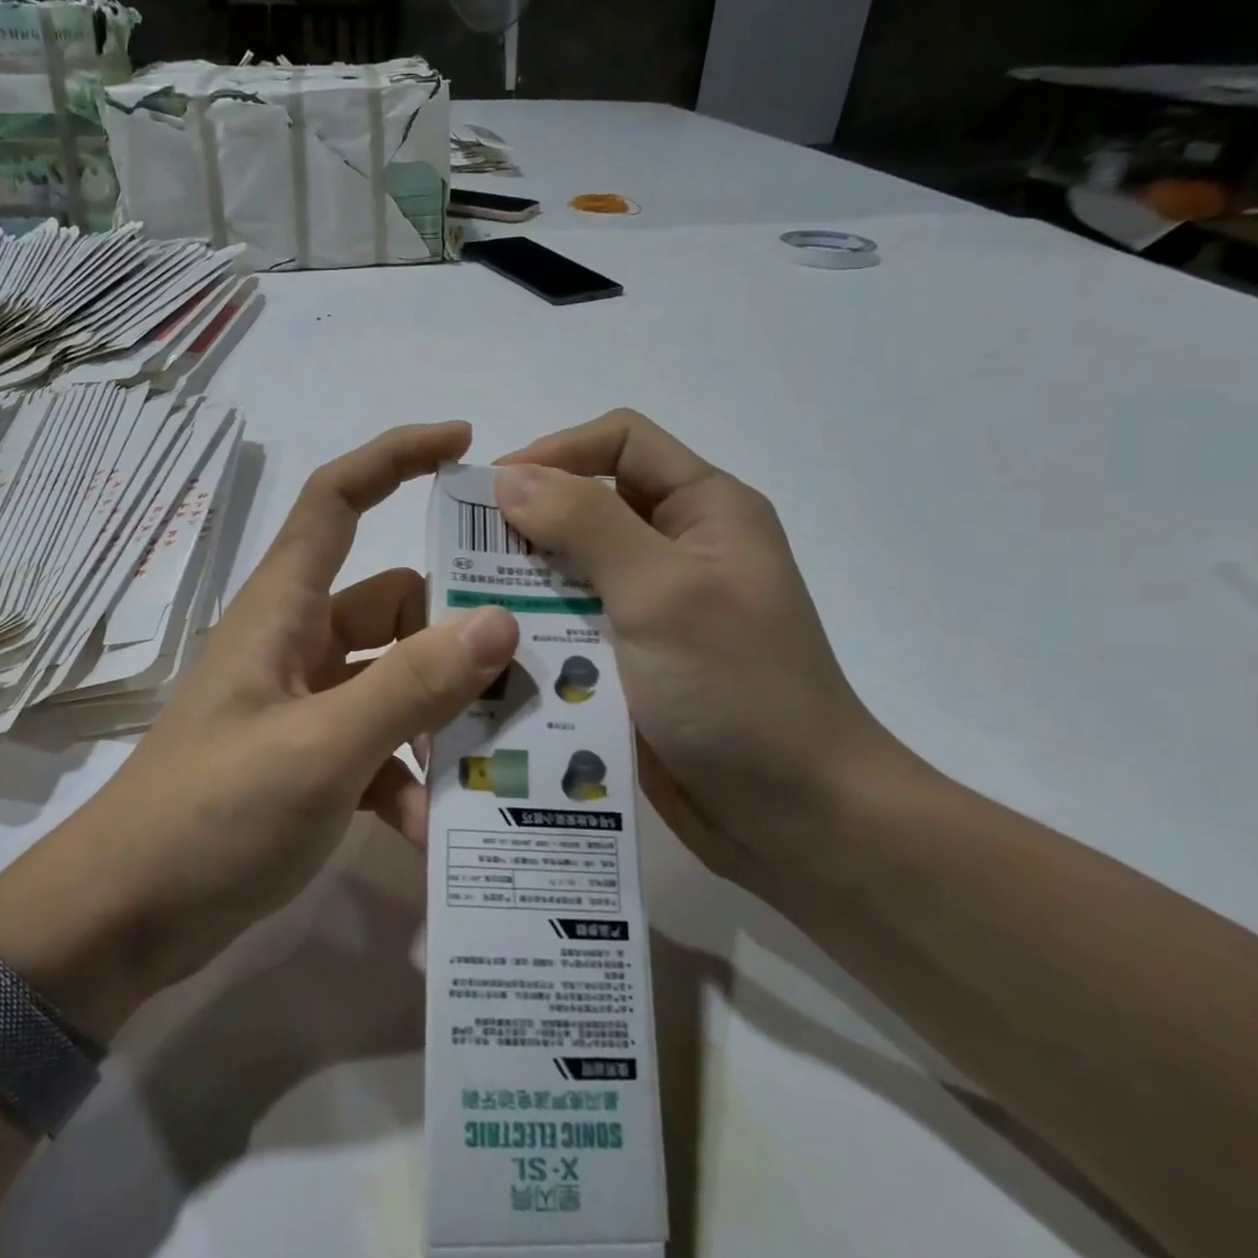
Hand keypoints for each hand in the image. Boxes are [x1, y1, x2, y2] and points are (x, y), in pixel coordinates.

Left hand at [0, 422, 517, 1036]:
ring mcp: (303, 704)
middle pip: (391, 602)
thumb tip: (500, 624)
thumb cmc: (211, 813)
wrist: (124, 917)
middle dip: (454, 624)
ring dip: (440, 714)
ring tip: (500, 751)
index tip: (465, 444)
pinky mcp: (309, 760)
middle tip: (528, 652)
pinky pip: (378, 747)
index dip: (396, 457)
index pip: (336, 499)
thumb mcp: (320, 747)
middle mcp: (296, 643)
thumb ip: (410, 686)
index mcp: (283, 608)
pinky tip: (431, 830)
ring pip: (394, 680)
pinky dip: (407, 778)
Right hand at [495, 410, 901, 888]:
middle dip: (526, 523)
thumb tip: (510, 478)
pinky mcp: (629, 658)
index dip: (557, 451)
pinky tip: (494, 649)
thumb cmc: (738, 690)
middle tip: (463, 554)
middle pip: (587, 505)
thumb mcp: (662, 593)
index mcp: (704, 510)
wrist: (793, 816)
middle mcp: (677, 548)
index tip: (493, 490)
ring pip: (570, 570)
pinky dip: (533, 628)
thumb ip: (586, 525)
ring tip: (468, 605)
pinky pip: (569, 624)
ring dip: (522, 582)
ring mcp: (652, 608)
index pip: (622, 442)